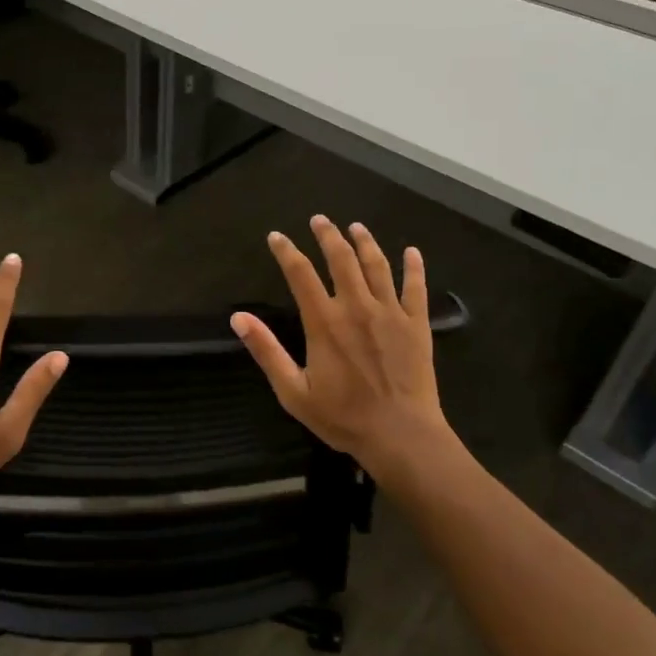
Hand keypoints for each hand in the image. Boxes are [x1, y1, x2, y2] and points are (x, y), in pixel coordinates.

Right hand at [232, 216, 454, 490]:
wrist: (401, 435)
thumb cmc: (343, 417)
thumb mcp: (293, 391)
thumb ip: (267, 351)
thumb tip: (238, 318)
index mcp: (324, 322)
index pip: (300, 274)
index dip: (286, 251)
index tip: (277, 236)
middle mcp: (356, 307)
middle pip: (341, 259)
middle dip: (328, 235)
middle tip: (320, 219)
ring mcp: (390, 313)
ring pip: (377, 265)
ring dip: (365, 242)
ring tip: (356, 227)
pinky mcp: (416, 324)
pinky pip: (415, 287)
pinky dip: (414, 267)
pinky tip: (412, 251)